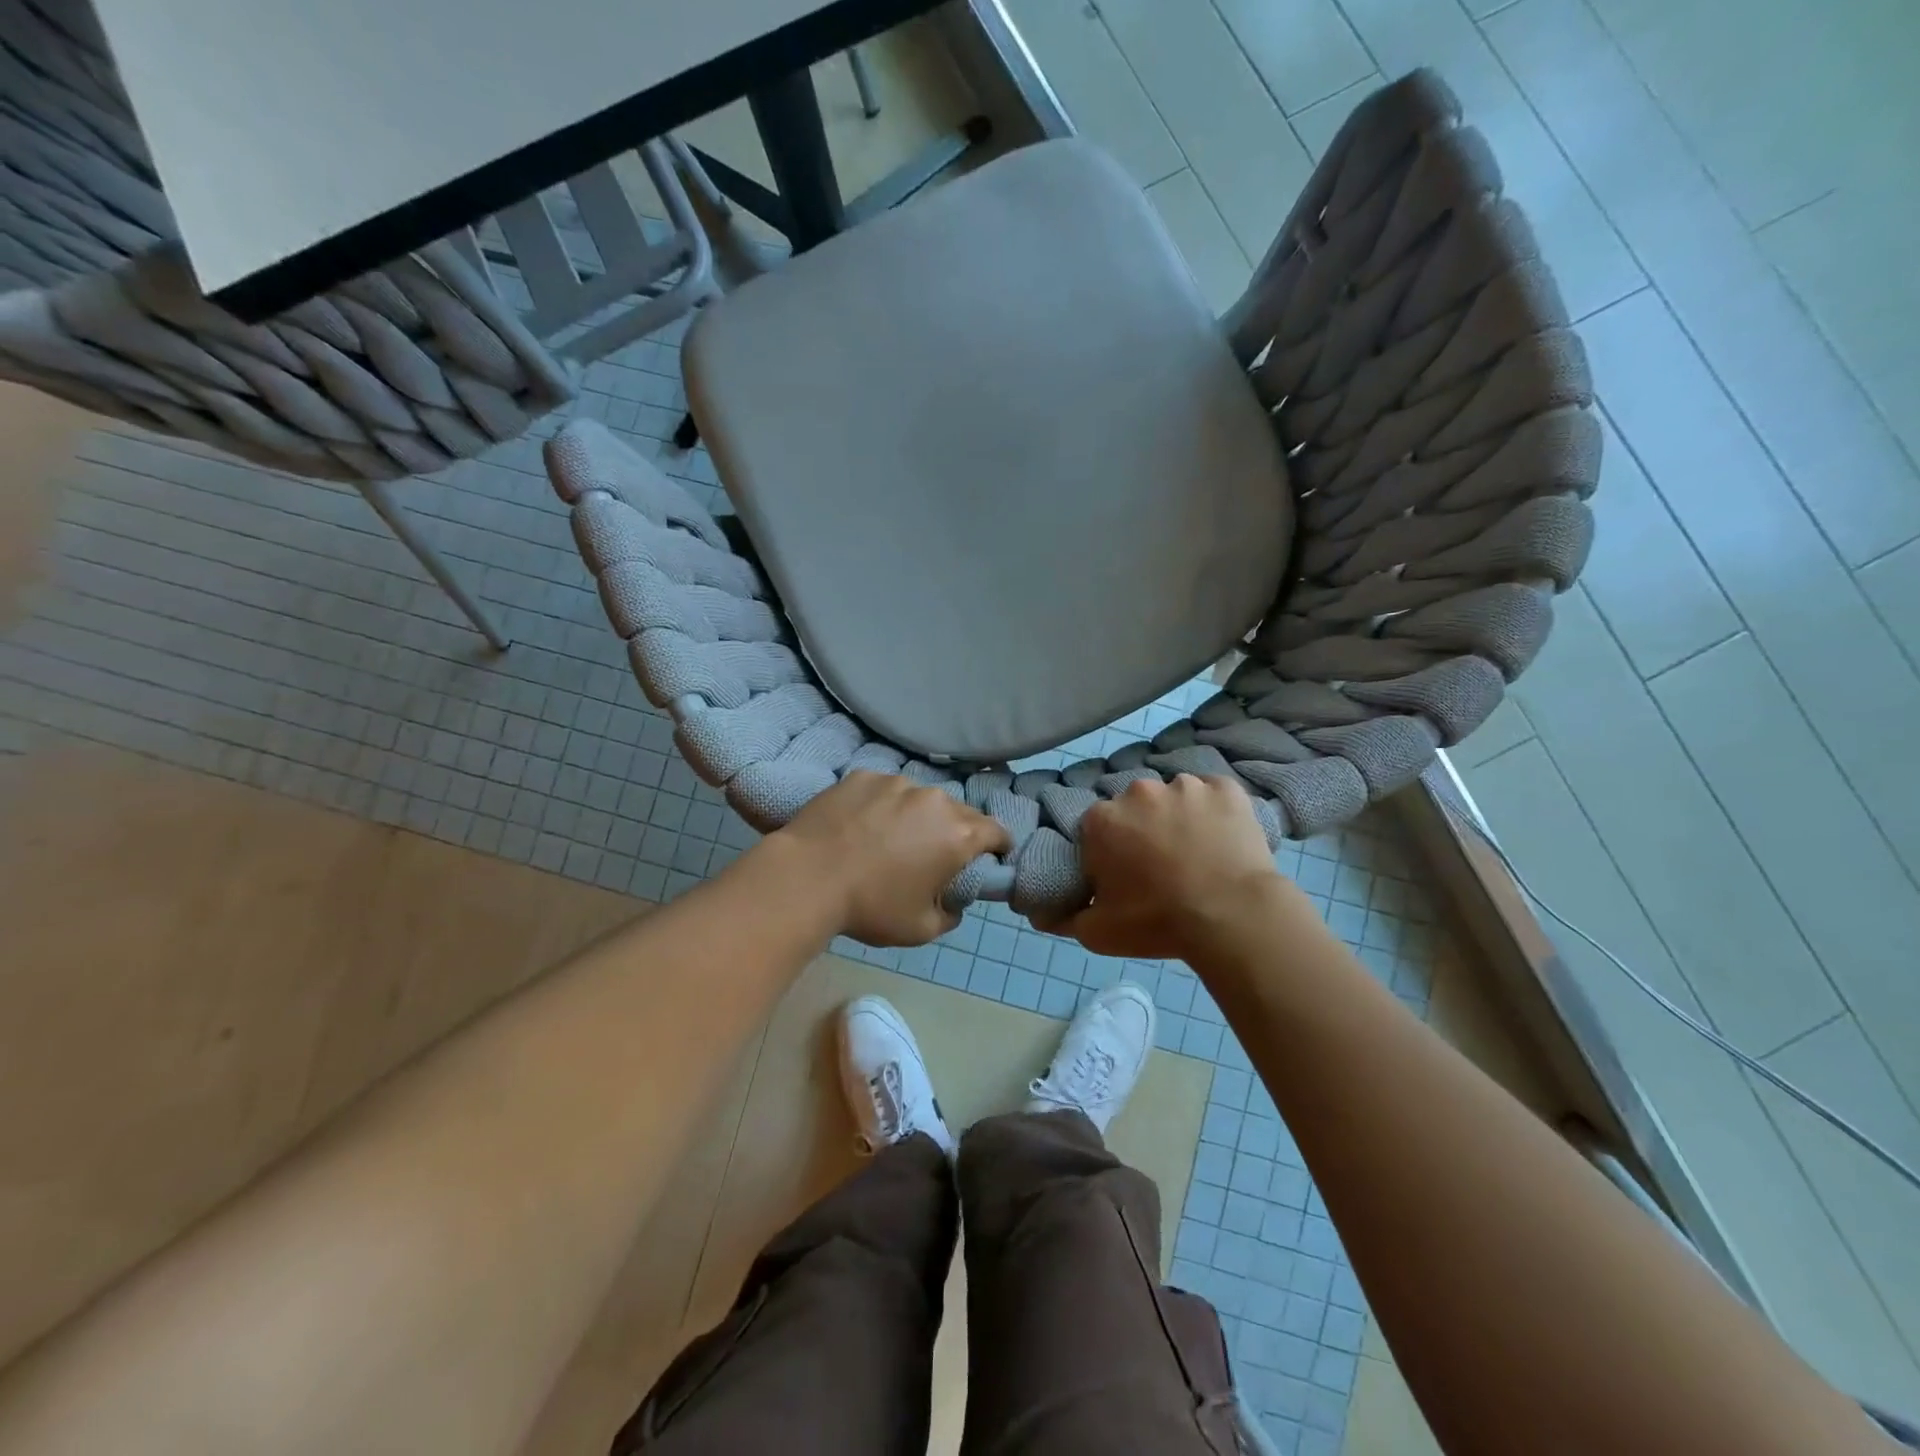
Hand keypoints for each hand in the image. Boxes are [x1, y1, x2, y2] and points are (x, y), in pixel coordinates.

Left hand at [771, 772, 1010, 945]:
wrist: (806, 878)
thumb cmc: (870, 908)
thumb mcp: (921, 929)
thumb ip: (950, 914)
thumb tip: (953, 901)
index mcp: (958, 835)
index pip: (997, 831)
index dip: (999, 846)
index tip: (991, 857)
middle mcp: (934, 800)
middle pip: (960, 811)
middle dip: (956, 830)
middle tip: (936, 853)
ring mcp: (896, 783)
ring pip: (920, 798)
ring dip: (917, 815)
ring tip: (892, 837)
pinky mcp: (863, 776)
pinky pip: (884, 790)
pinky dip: (882, 805)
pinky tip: (861, 825)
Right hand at [1040, 775, 1285, 959]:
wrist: (1232, 916)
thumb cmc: (1157, 922)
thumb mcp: (1098, 933)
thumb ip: (1065, 918)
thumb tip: (1042, 914)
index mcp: (1102, 819)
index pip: (1097, 830)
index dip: (1109, 854)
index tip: (1125, 878)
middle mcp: (1138, 791)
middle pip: (1135, 809)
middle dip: (1143, 831)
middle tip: (1162, 868)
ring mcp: (1185, 785)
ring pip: (1175, 799)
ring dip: (1179, 819)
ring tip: (1198, 855)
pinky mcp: (1225, 789)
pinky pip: (1214, 795)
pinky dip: (1216, 812)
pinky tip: (1223, 840)